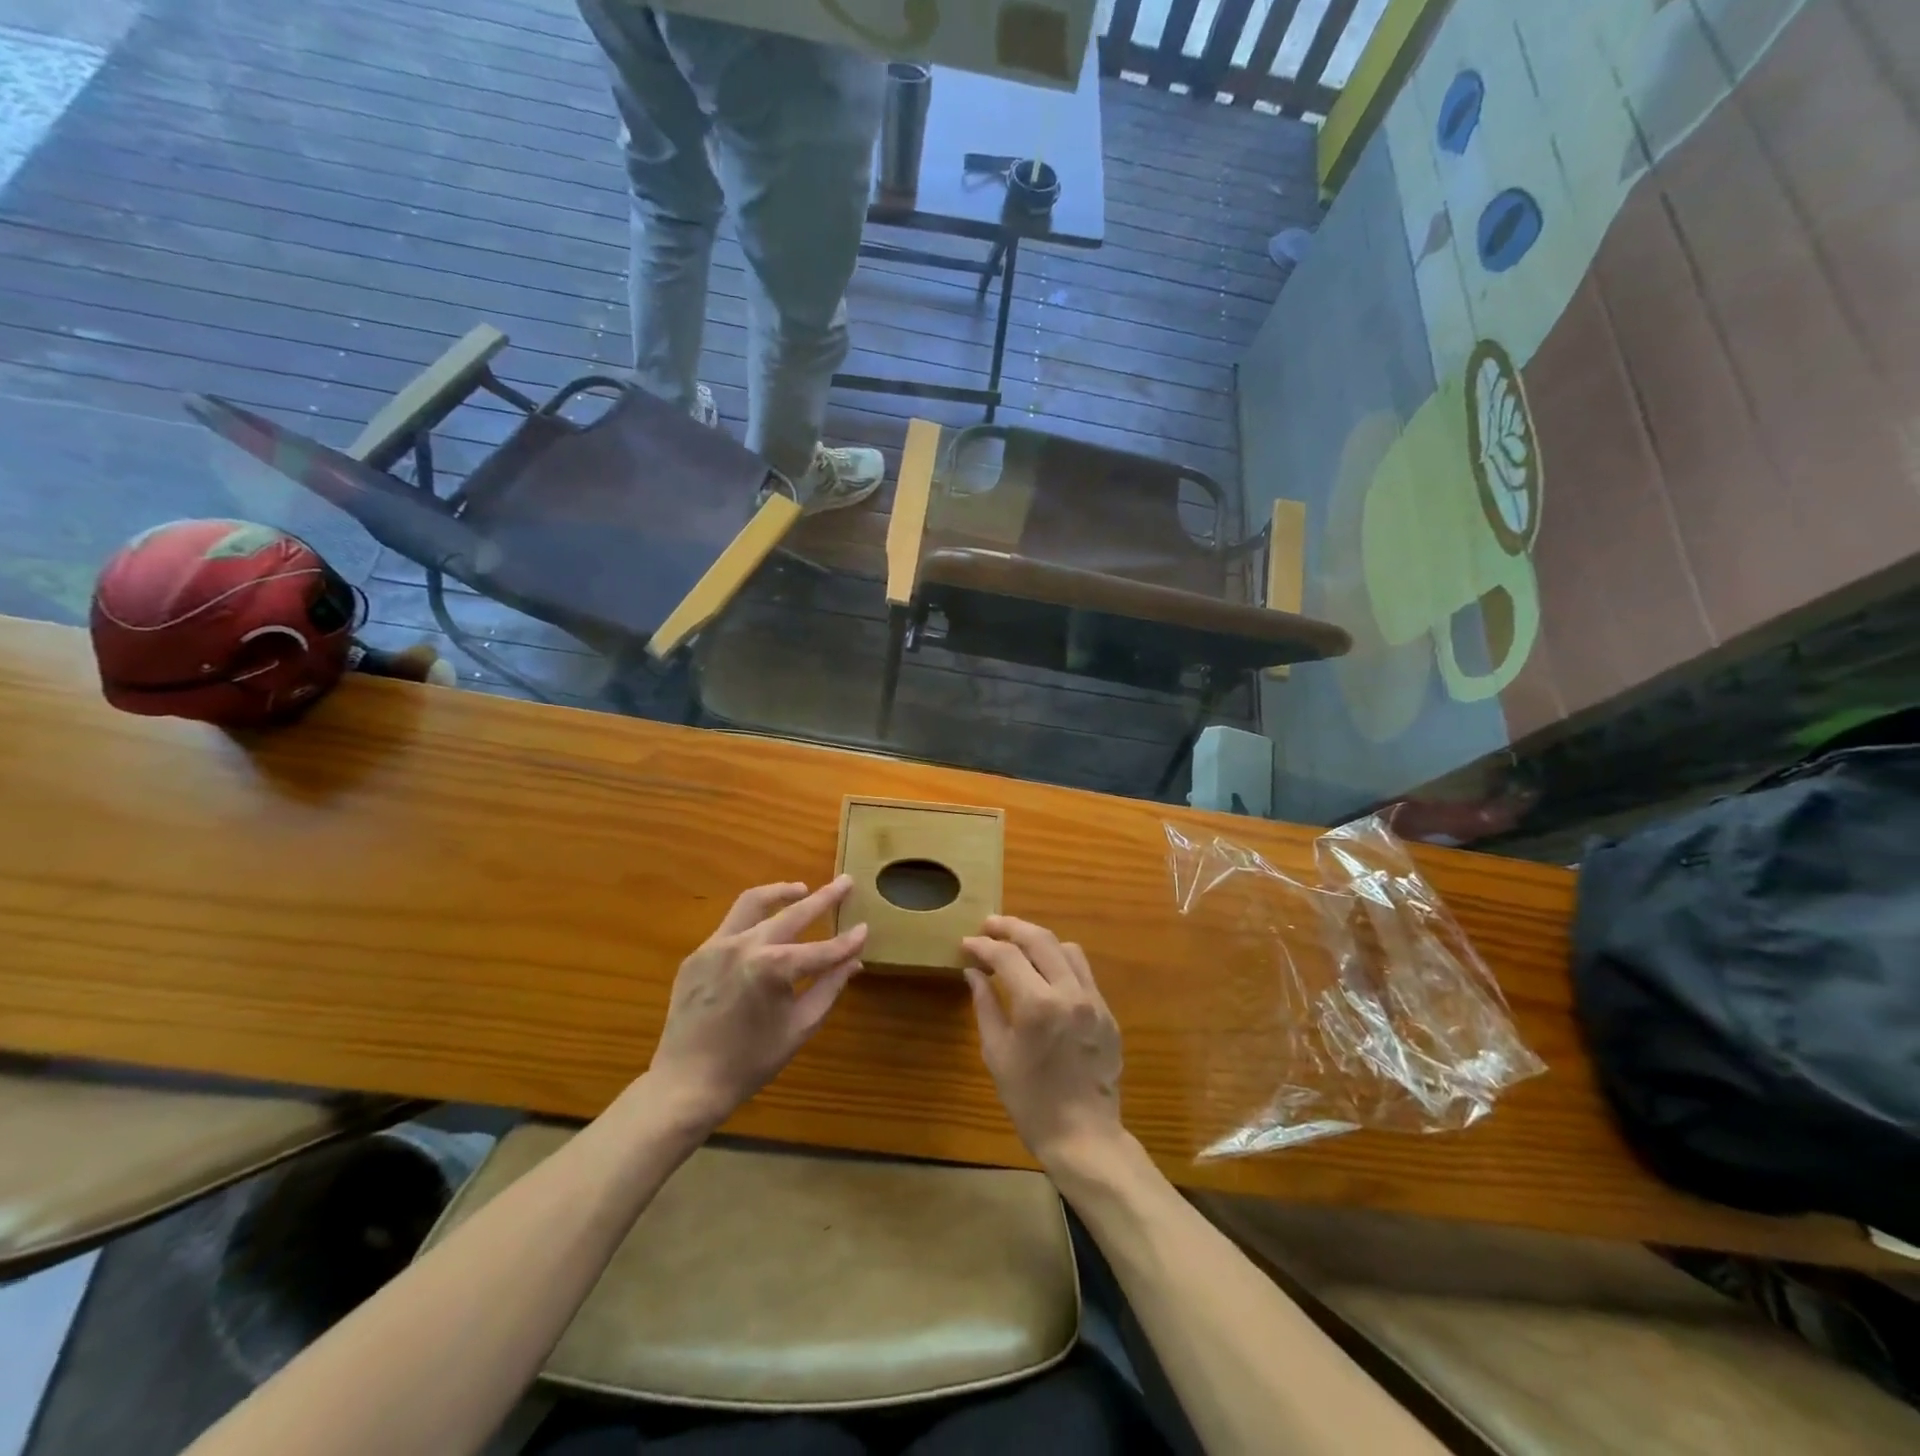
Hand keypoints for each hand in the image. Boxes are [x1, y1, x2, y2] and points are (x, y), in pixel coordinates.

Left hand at [646, 877, 866, 1130]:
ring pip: (752, 903)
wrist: (687, 1083)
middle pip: (792, 913)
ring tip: (802, 890)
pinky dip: (753, 921)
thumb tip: (854, 961)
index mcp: (773, 968)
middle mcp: (745, 946)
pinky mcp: (697, 955)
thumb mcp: (800, 1027)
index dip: (847, 941)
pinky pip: (730, 926)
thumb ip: (829, 988)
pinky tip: (765, 930)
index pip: (822, 949)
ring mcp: (716, 946)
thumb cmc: (750, 1061)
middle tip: (845, 883)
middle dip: (823, 897)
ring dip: (781, 893)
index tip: (865, 928)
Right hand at [963, 917, 1124, 1175]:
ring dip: (1040, 940)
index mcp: (1038, 1005)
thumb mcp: (998, 1054)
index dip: (984, 946)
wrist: (1084, 1137)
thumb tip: (973, 972)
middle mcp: (1070, 993)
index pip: (1007, 956)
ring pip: (1068, 949)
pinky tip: (1045, 974)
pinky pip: (1084, 973)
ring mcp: (1094, 1002)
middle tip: (990, 925)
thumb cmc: (1031, 1101)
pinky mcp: (1108, 1014)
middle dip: (1012, 927)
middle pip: (1040, 939)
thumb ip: (986, 1006)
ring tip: (1018, 944)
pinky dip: (1061, 963)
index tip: (967, 943)